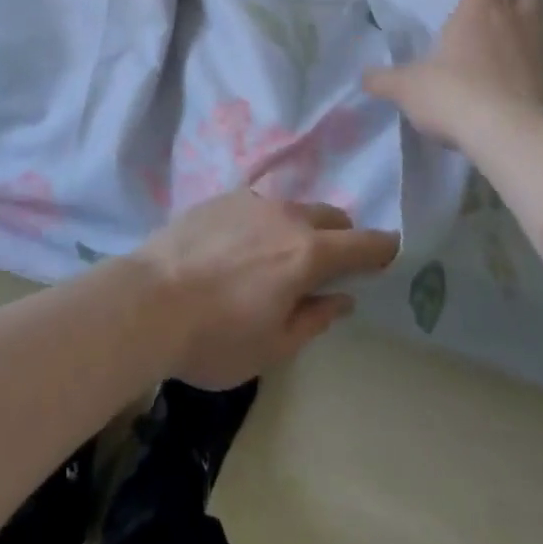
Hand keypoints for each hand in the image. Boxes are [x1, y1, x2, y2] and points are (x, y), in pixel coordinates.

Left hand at [134, 191, 399, 389]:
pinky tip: (243, 247)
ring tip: (281, 256)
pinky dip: (266, 222)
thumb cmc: (216, 336)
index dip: (382, 248)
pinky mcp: (220, 197)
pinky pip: (258, 206)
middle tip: (333, 263)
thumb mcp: (274, 346)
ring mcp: (250, 201)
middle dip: (341, 235)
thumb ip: (314, 318)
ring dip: (301, 227)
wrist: (149, 299)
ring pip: (292, 207)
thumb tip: (342, 298)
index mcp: (306, 253)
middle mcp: (284, 216)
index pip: (362, 244)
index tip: (393, 251)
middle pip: (329, 215)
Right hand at [363, 0, 542, 152]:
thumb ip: (385, 80)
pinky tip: (517, 83)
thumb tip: (364, 78)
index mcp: (480, 10)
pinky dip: (536, 65)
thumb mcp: (407, 87)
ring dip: (528, 28)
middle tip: (495, 7)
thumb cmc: (453, 94)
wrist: (511, 136)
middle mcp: (517, 22)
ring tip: (506, 46)